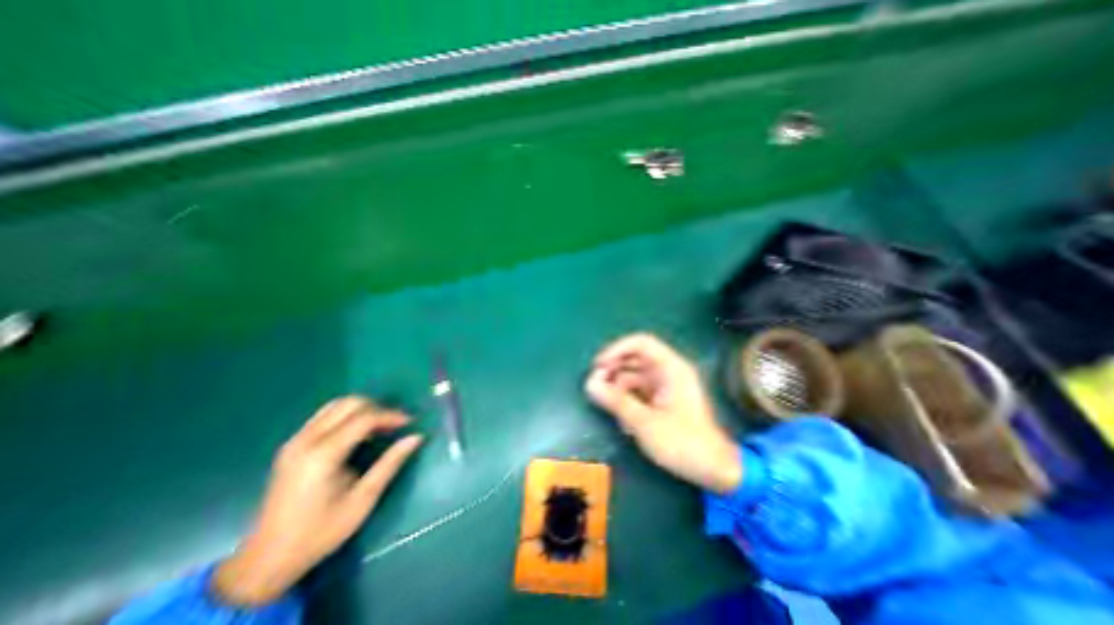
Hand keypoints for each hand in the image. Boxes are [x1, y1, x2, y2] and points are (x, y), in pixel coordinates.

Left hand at [209, 397, 423, 605]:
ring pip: (336, 405)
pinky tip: (357, 434)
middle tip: (395, 425)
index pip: (364, 418)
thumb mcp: (362, 500)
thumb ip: (390, 463)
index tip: (410, 423)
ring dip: (362, 409)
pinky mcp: (292, 446)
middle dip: (377, 408)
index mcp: (322, 455)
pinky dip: (347, 416)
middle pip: (349, 403)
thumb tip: (416, 437)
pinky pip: (324, 416)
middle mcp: (306, 440)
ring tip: (379, 427)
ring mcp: (295, 441)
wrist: (266, 560)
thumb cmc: (320, 532)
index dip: (390, 415)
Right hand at [583, 334, 736, 494]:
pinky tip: (621, 419)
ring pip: (633, 376)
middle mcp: (668, 371)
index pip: (640, 343)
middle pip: (634, 359)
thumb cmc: (683, 442)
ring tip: (605, 404)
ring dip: (617, 387)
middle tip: (595, 385)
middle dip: (613, 369)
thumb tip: (589, 383)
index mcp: (671, 368)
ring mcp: (665, 386)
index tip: (598, 365)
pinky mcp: (662, 400)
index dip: (617, 350)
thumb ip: (615, 401)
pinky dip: (627, 399)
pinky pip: (638, 391)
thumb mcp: (645, 422)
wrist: (713, 470)